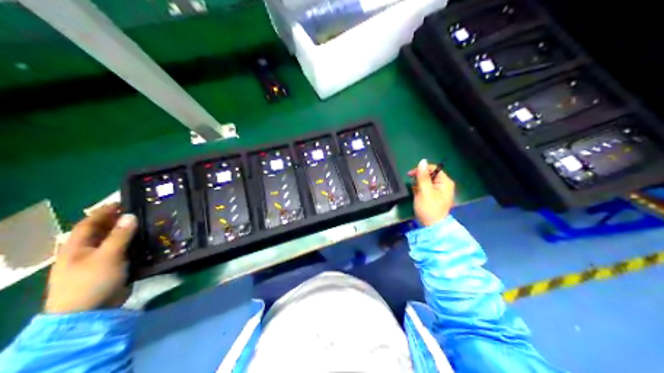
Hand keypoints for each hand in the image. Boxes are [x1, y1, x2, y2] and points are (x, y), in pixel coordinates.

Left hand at [46, 203, 137, 314]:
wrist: (88, 315)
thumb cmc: (92, 281)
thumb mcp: (107, 255)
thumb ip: (120, 235)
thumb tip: (130, 216)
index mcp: (76, 246)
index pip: (90, 222)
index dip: (105, 211)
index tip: (123, 202)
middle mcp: (85, 252)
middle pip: (102, 232)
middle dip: (118, 222)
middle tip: (139, 214)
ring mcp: (97, 264)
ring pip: (114, 245)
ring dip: (128, 236)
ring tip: (146, 227)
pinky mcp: (109, 274)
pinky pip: (122, 256)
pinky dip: (132, 250)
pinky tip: (145, 245)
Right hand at [408, 158, 454, 225]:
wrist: (432, 227)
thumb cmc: (429, 208)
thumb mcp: (424, 191)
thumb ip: (423, 176)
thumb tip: (422, 161)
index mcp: (445, 182)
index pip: (433, 168)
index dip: (421, 170)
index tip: (410, 175)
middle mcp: (445, 185)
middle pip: (431, 175)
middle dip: (420, 179)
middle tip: (412, 185)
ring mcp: (441, 192)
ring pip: (428, 182)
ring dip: (420, 185)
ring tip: (415, 193)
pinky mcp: (436, 198)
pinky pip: (428, 189)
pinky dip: (422, 191)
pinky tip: (417, 196)